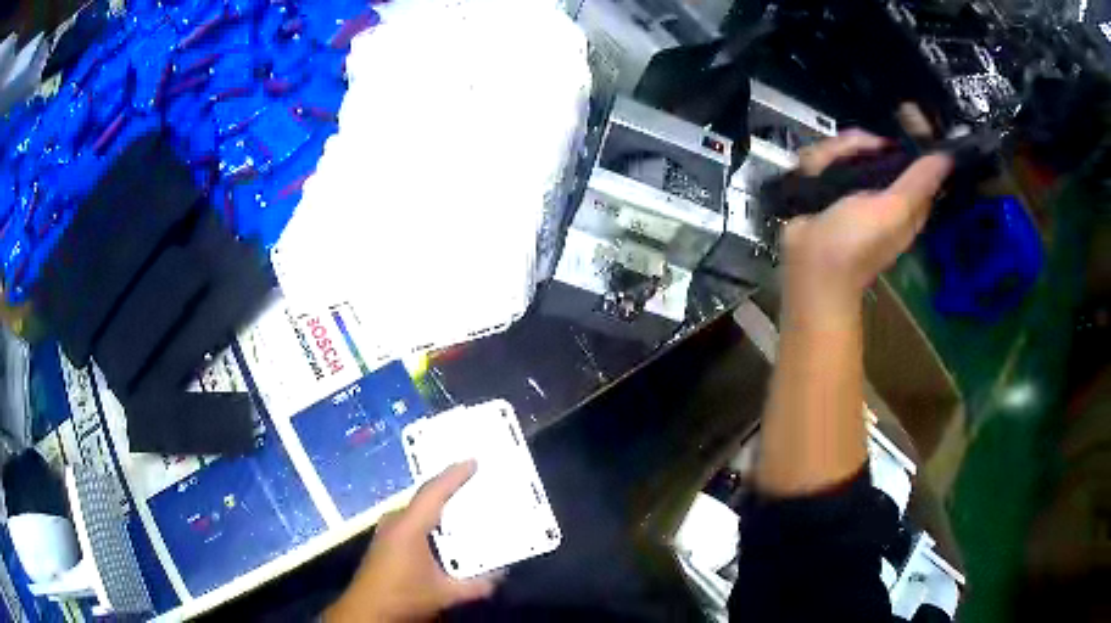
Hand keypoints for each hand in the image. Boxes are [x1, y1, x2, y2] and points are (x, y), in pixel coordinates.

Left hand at [325, 461, 497, 622]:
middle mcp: (395, 522)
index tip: (473, 461)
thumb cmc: (404, 596)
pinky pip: (412, 520)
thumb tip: (501, 575)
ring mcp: (387, 530)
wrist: (368, 609)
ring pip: (418, 510)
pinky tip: (444, 531)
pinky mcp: (386, 541)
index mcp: (409, 527)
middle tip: (474, 482)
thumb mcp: (445, 593)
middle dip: (449, 488)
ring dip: (439, 506)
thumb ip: (477, 585)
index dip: (454, 475)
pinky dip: (430, 519)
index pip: (433, 492)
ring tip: (464, 503)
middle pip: (425, 497)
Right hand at [783, 130, 952, 328]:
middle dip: (862, 143)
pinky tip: (812, 175)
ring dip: (833, 154)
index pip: (916, 160)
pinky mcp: (825, 185)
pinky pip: (824, 157)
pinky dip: (816, 163)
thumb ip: (918, 182)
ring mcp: (852, 186)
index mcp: (905, 200)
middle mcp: (881, 190)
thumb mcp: (894, 211)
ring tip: (824, 170)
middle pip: (877, 146)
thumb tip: (947, 157)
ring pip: (847, 147)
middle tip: (857, 148)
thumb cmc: (856, 244)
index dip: (914, 137)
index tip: (905, 115)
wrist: (807, 265)